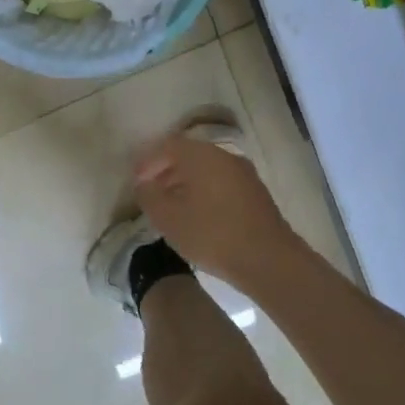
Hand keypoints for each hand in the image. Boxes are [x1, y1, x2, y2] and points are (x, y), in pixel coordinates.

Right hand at [134, 132, 295, 287]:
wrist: (268, 259)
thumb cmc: (212, 235)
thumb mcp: (168, 218)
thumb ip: (149, 196)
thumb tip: (144, 184)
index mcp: (202, 156)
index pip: (168, 145)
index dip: (148, 161)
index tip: (136, 180)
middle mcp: (224, 156)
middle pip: (189, 155)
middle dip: (166, 170)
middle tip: (151, 191)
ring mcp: (244, 173)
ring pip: (207, 169)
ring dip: (186, 182)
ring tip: (171, 206)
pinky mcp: (256, 192)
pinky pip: (222, 182)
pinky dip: (204, 191)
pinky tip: (198, 214)